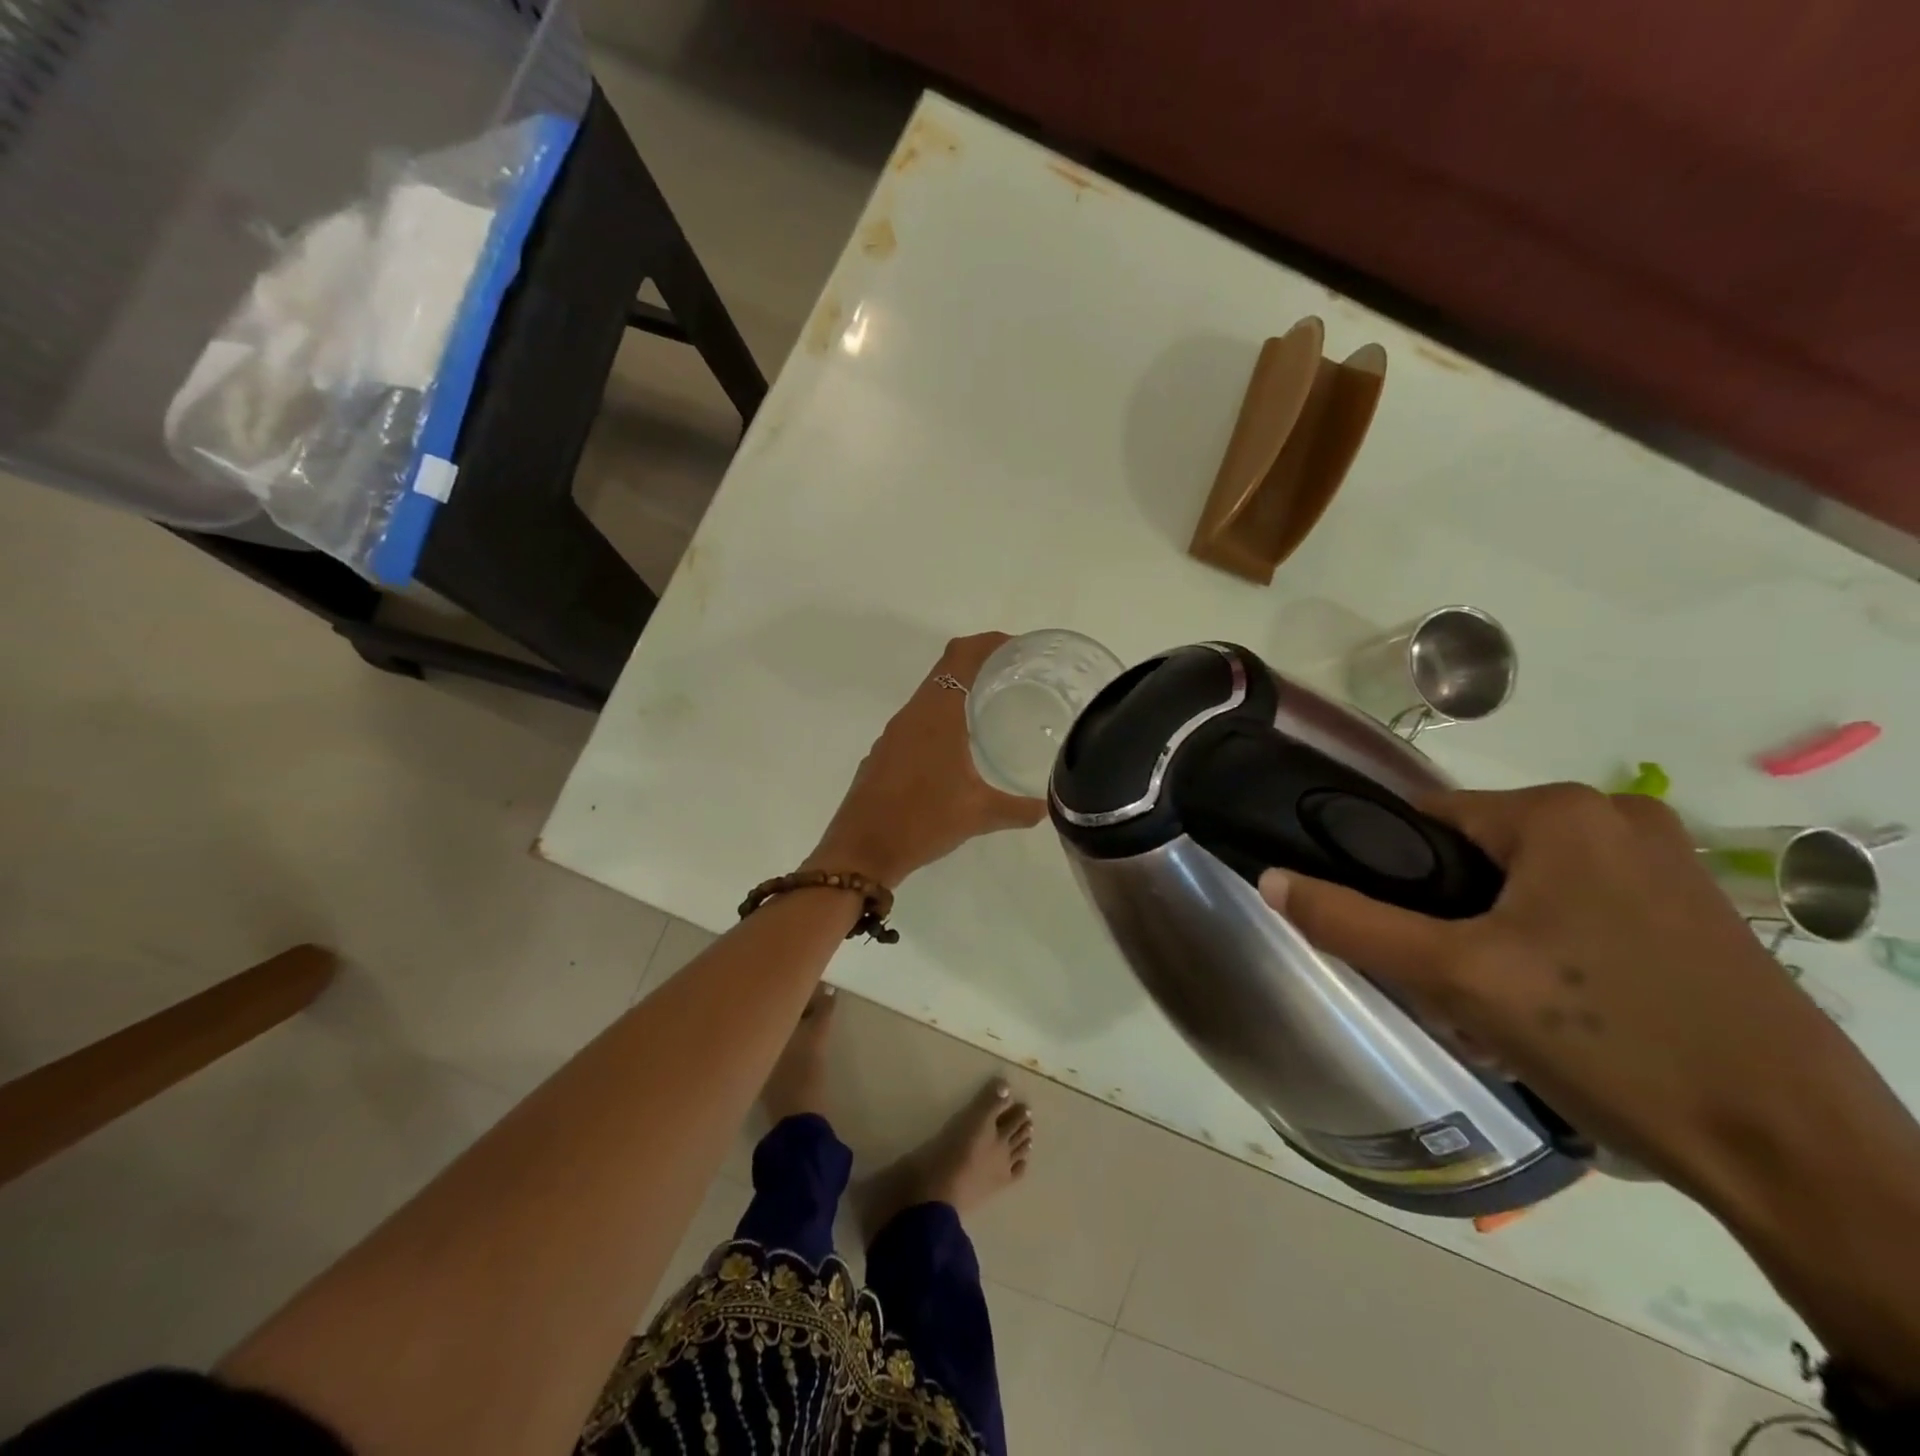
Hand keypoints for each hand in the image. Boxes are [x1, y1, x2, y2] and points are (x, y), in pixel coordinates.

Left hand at [807, 634, 1046, 886]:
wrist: (861, 851)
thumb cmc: (922, 821)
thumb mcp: (978, 814)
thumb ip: (1017, 809)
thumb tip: (1047, 809)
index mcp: (936, 714)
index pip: (961, 656)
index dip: (988, 643)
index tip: (1017, 647)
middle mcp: (912, 715)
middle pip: (945, 669)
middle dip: (979, 665)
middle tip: (1015, 677)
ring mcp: (893, 735)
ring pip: (929, 697)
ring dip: (958, 693)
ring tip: (992, 709)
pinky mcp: (883, 755)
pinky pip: (917, 723)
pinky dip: (941, 720)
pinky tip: (958, 749)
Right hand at [1259, 784, 1897, 1203]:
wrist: (1799, 1158)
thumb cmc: (1612, 1042)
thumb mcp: (1456, 979)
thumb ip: (1351, 923)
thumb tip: (1269, 879)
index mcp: (1560, 811)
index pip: (1426, 819)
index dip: (1391, 876)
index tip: (1395, 941)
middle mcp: (1616, 816)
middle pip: (1475, 856)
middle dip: (1446, 921)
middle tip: (1451, 991)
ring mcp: (1665, 863)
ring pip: (1522, 887)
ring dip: (1491, 940)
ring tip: (1500, 1012)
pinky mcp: (1691, 910)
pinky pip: (1575, 909)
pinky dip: (1545, 949)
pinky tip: (1555, 1012)